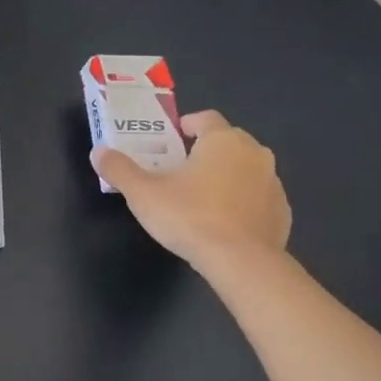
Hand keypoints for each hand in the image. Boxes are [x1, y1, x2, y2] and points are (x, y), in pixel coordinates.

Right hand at [91, 111, 291, 270]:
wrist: (242, 262)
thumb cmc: (190, 217)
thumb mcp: (143, 194)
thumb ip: (120, 170)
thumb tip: (99, 152)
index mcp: (223, 140)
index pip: (205, 119)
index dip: (187, 125)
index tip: (172, 140)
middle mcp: (254, 153)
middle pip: (227, 142)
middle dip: (205, 151)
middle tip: (180, 171)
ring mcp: (273, 182)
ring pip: (245, 170)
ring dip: (226, 177)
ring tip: (201, 199)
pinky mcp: (282, 211)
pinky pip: (257, 198)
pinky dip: (242, 203)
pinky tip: (224, 223)